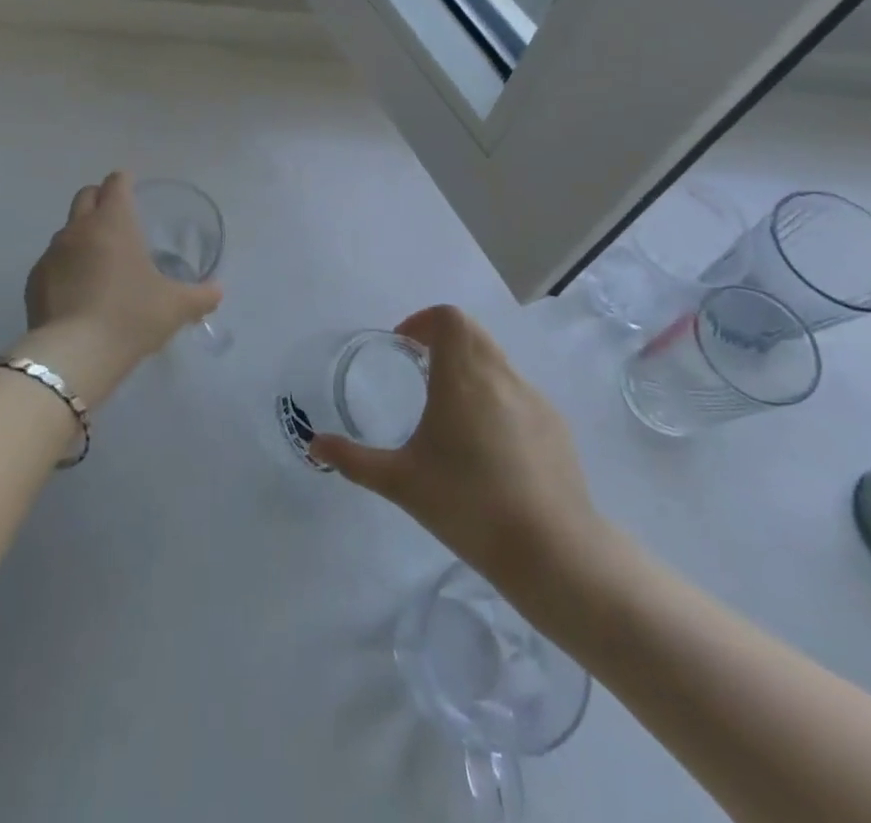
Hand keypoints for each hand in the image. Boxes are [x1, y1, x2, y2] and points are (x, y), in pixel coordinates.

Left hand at [17, 172, 220, 407]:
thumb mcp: (176, 307)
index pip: (116, 183)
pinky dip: (66, 266)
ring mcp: (52, 253)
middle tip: (116, 218)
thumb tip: (217, 290)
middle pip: (86, 196)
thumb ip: (201, 295)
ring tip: (99, 261)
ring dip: (82, 235)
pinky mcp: (34, 280)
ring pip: (67, 229)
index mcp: (114, 222)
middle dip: (100, 199)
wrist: (74, 354)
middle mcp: (79, 228)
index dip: (125, 181)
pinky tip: (77, 291)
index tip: (132, 186)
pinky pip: (52, 262)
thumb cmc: (131, 316)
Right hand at [309, 305, 617, 612]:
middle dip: (443, 340)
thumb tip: (314, 444)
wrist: (553, 552)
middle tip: (420, 370)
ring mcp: (533, 399)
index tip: (404, 346)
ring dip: (470, 367)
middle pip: (472, 333)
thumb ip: (354, 459)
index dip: (422, 321)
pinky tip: (488, 447)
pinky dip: (496, 397)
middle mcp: (500, 376)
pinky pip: (518, 392)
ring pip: (496, 361)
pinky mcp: (556, 425)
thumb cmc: (468, 505)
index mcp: (462, 377)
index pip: (448, 318)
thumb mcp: (400, 482)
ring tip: (450, 411)